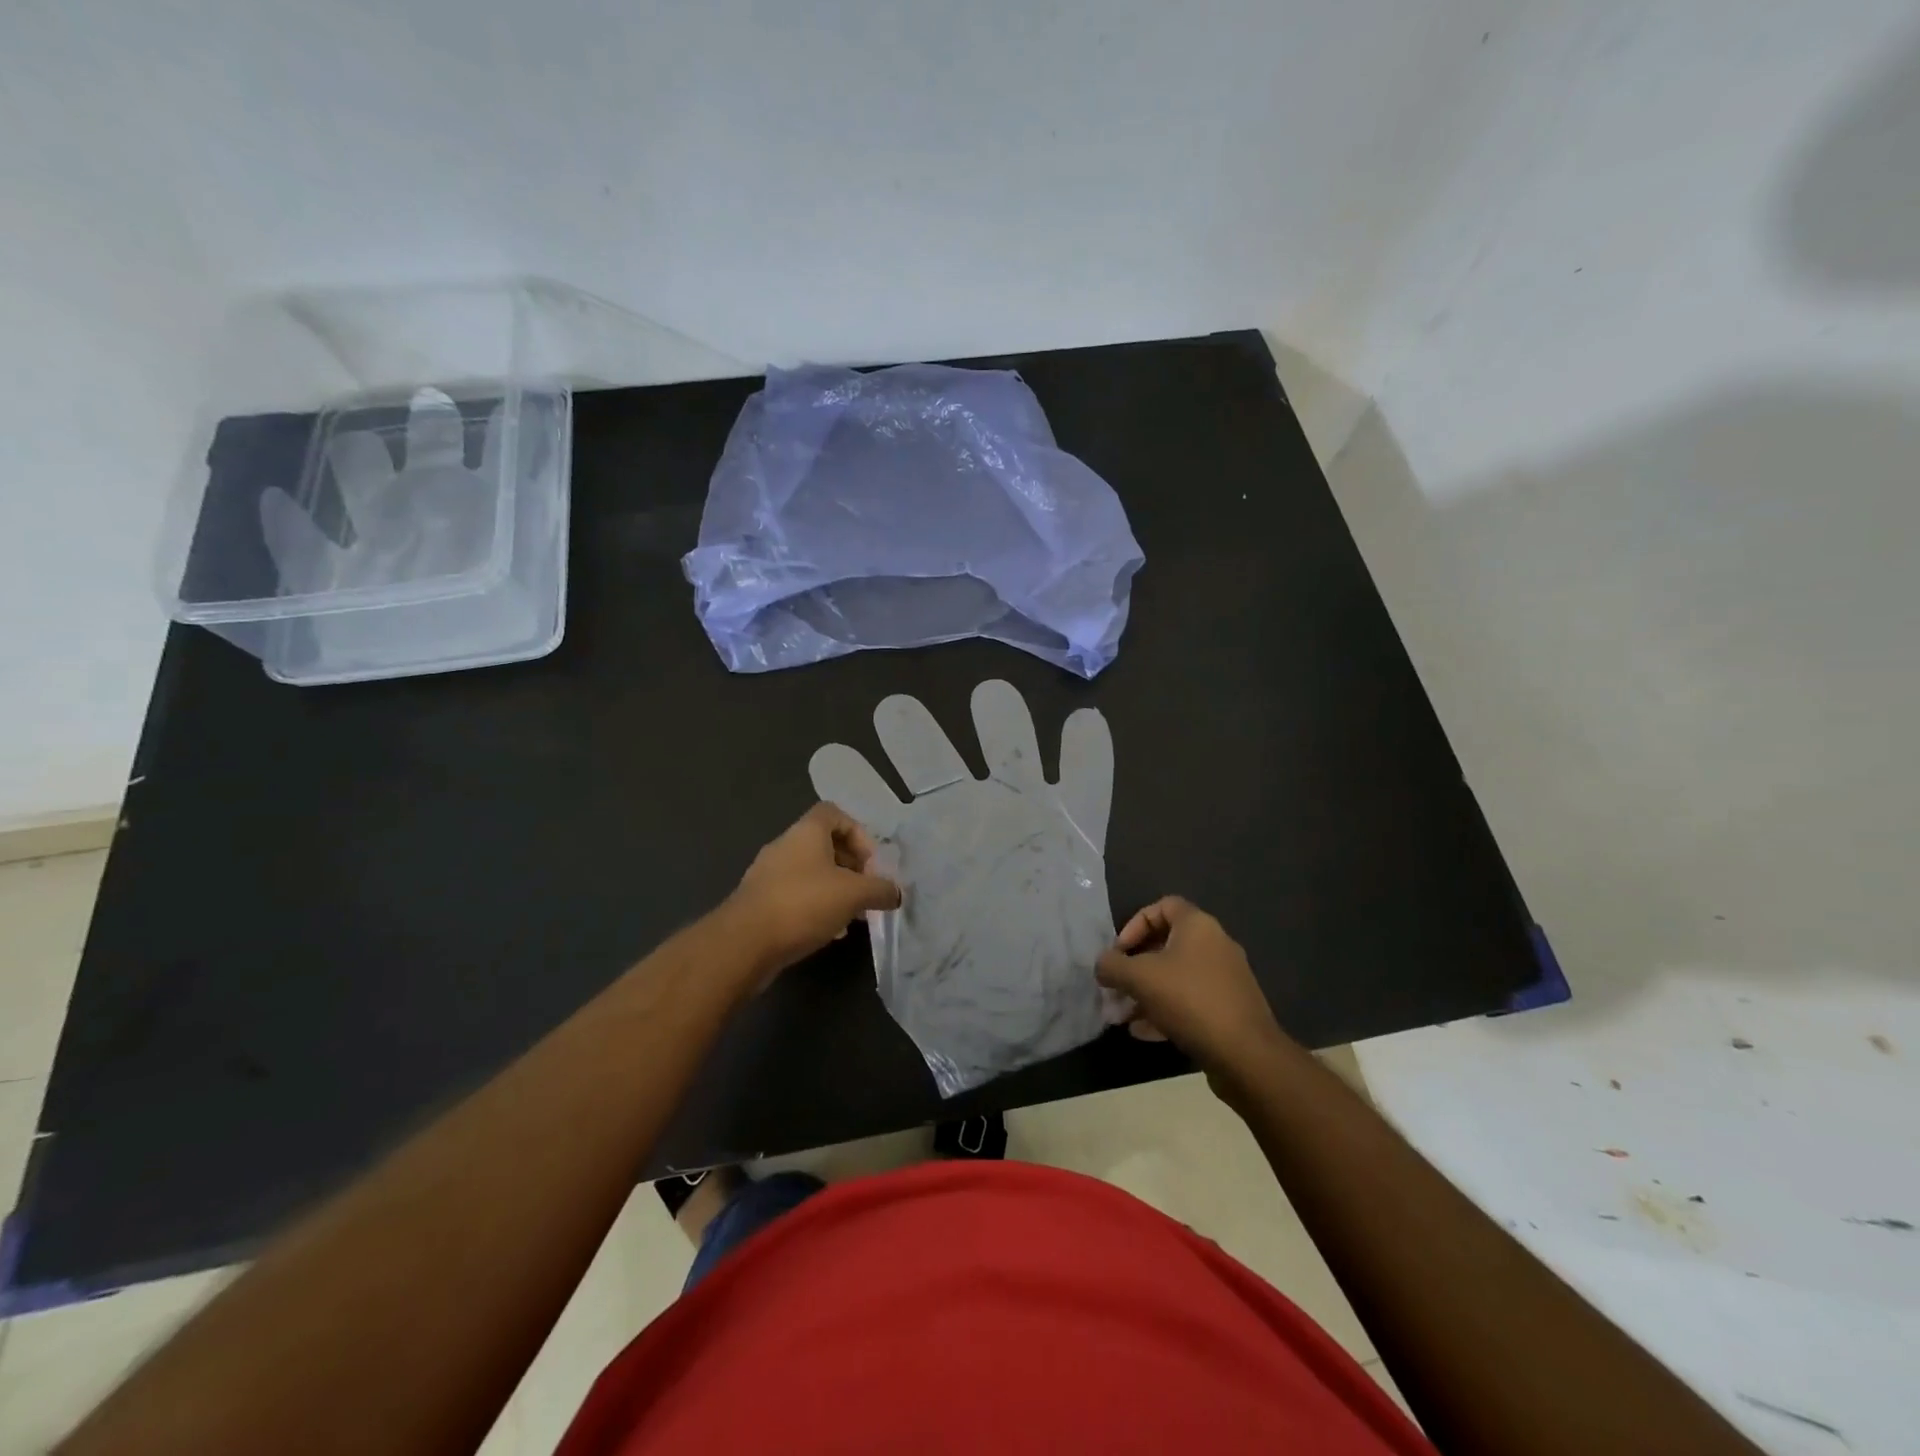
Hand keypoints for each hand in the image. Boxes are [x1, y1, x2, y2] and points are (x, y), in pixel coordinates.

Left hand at [724, 802, 902, 975]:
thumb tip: (897, 892)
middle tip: (867, 890)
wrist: (744, 943)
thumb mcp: (854, 894)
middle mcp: (785, 845)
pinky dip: (816, 907)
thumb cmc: (803, 904)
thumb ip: (881, 889)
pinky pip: (796, 896)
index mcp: (806, 832)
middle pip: (825, 845)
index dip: (859, 833)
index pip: (836, 814)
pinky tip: (829, 932)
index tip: (872, 863)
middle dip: (851, 867)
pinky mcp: (760, 902)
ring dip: (835, 889)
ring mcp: (769, 874)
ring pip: (811, 873)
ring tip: (853, 915)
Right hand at [1095, 897, 1287, 1089]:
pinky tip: (1143, 1032)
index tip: (1119, 951)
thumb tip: (1102, 965)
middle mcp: (1215, 945)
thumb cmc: (1190, 1000)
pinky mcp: (1229, 1010)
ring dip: (1146, 993)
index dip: (1135, 924)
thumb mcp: (1140, 978)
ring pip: (1176, 977)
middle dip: (1135, 966)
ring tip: (1122, 1015)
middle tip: (1115, 987)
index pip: (1163, 906)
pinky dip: (1165, 1011)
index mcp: (1198, 926)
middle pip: (1166, 945)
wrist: (1246, 1055)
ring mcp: (1225, 979)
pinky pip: (1190, 1002)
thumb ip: (1113, 966)